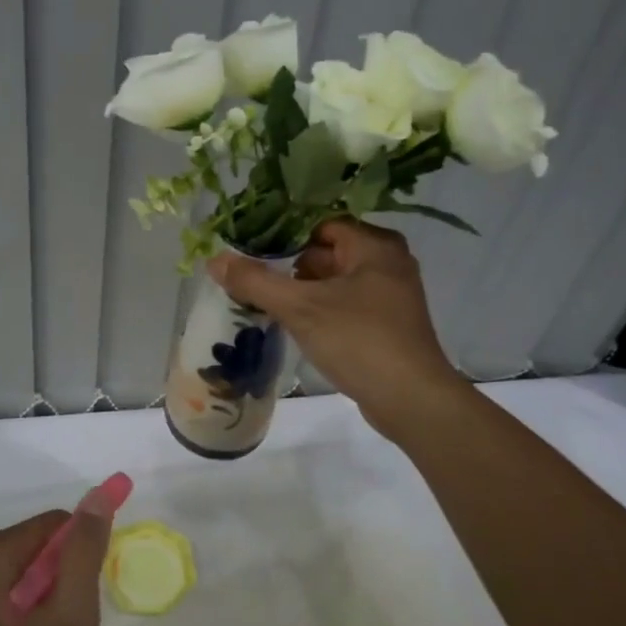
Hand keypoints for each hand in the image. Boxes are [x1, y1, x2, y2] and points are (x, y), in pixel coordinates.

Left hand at [0, 508, 111, 625]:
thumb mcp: (73, 609)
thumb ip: (84, 548)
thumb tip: (99, 495)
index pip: (54, 524)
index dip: (80, 550)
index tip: (89, 587)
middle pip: (37, 544)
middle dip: (62, 571)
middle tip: (73, 614)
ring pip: (24, 567)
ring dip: (47, 588)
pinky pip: (7, 588)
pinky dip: (27, 602)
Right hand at [208, 219, 464, 440]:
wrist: (411, 401)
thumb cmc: (359, 340)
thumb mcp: (300, 308)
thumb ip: (255, 281)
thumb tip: (214, 259)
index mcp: (374, 245)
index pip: (319, 224)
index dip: (283, 234)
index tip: (249, 248)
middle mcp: (388, 262)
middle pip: (326, 251)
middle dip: (289, 264)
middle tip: (250, 276)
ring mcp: (391, 294)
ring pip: (334, 280)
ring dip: (302, 289)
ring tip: (262, 299)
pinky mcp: (388, 323)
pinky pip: (345, 303)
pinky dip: (320, 309)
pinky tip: (292, 323)